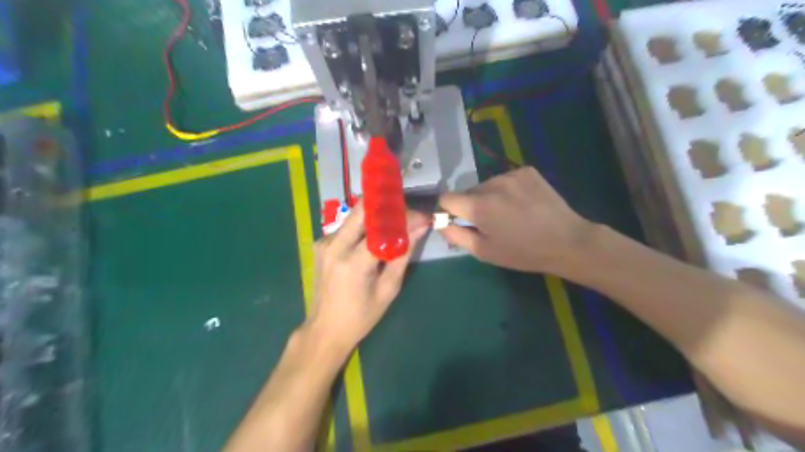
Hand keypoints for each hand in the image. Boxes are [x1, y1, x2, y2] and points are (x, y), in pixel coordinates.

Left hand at [303, 203, 427, 355]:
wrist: (325, 330)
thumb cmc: (361, 317)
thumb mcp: (388, 289)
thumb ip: (403, 255)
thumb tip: (421, 228)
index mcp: (353, 262)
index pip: (381, 226)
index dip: (404, 217)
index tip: (421, 218)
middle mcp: (334, 246)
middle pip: (362, 210)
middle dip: (387, 207)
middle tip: (407, 213)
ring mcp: (324, 243)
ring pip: (354, 216)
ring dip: (376, 216)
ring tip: (395, 224)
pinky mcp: (321, 244)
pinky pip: (346, 227)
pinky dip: (363, 227)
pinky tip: (374, 238)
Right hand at [438, 166, 592, 274]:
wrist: (566, 242)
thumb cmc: (523, 252)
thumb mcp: (485, 252)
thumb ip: (456, 236)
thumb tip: (440, 223)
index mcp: (479, 206)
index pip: (446, 198)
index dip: (448, 210)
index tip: (458, 220)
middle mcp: (492, 184)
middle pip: (468, 191)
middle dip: (472, 205)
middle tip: (490, 223)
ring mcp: (511, 174)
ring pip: (486, 185)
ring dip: (489, 197)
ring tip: (509, 213)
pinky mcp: (527, 171)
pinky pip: (505, 179)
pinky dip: (507, 190)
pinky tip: (522, 203)